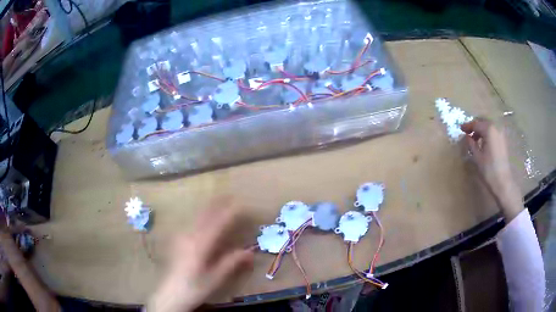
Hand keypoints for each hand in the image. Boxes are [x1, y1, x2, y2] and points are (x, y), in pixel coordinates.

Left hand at [147, 202, 253, 311]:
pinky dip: (200, 216)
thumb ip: (232, 262)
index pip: (218, 222)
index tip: (241, 203)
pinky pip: (191, 222)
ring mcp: (180, 236)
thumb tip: (250, 251)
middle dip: (217, 203)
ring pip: (196, 216)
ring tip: (219, 201)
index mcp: (200, 244)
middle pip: (205, 214)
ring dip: (209, 207)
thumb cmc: (194, 288)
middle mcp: (189, 235)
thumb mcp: (215, 278)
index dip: (229, 211)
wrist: (169, 294)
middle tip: (229, 194)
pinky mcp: (176, 240)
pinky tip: (203, 217)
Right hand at [461, 118, 522, 220]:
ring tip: (475, 139)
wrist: (503, 182)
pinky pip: (493, 132)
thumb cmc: (489, 169)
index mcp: (489, 129)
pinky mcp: (503, 140)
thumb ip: (471, 144)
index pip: (476, 124)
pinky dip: (487, 134)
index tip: (461, 129)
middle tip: (467, 133)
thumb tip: (467, 136)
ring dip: (481, 130)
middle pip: (483, 122)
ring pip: (489, 126)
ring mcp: (501, 133)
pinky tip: (483, 142)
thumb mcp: (477, 156)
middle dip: (475, 126)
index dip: (468, 126)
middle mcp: (496, 127)